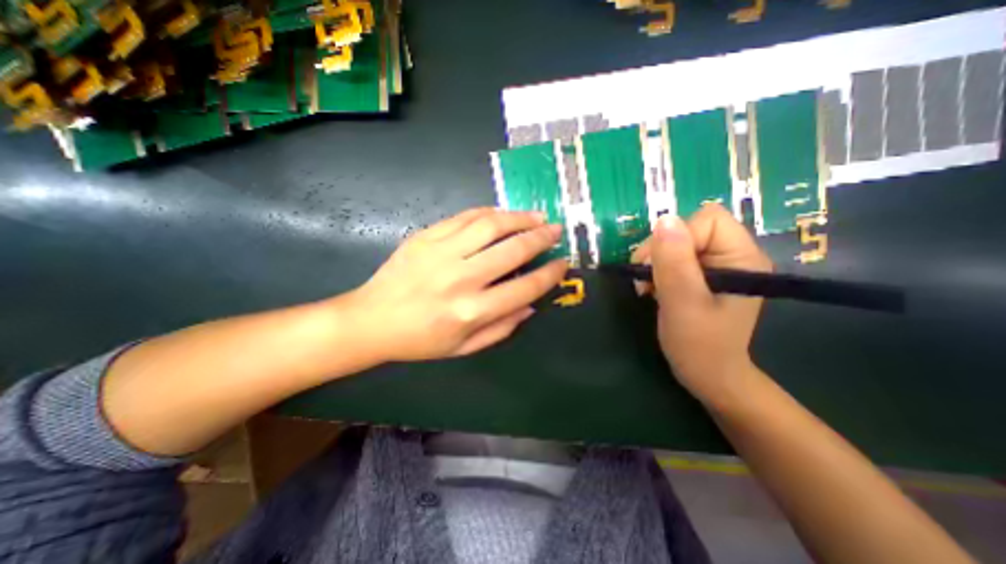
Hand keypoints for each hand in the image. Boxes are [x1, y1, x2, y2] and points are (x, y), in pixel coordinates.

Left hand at [347, 207, 564, 360]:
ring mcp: (442, 252)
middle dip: (541, 238)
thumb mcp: (465, 347)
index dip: (550, 273)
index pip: (525, 287)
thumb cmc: (421, 340)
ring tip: (537, 216)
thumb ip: (502, 328)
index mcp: (472, 311)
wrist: (372, 319)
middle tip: (556, 230)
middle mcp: (461, 278)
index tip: (563, 263)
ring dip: (520, 217)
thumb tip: (531, 304)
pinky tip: (503, 214)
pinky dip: (489, 212)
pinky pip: (465, 217)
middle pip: (513, 249)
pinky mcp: (426, 236)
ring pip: (491, 225)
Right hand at [631, 202, 772, 400]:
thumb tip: (664, 219)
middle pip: (689, 228)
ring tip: (647, 287)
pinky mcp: (701, 274)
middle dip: (659, 251)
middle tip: (646, 280)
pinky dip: (656, 269)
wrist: (706, 374)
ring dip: (654, 261)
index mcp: (742, 257)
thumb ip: (674, 262)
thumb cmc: (699, 344)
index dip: (677, 238)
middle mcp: (733, 254)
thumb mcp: (682, 303)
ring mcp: (717, 264)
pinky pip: (672, 256)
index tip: (658, 268)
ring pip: (676, 241)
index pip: (707, 220)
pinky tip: (652, 288)